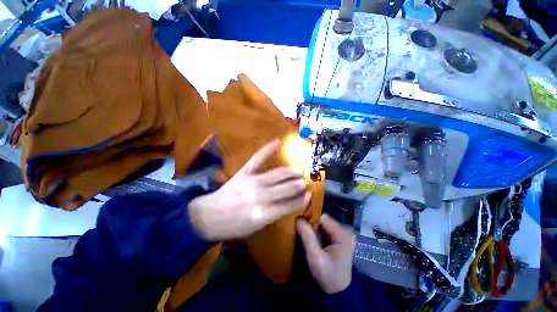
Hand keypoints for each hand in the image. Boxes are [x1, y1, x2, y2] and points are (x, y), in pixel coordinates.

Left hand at [189, 139, 311, 240]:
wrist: (208, 216)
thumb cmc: (233, 226)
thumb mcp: (255, 229)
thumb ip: (274, 215)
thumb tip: (290, 204)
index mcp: (264, 215)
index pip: (290, 205)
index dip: (302, 199)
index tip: (310, 194)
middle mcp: (261, 196)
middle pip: (287, 188)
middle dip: (299, 185)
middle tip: (307, 182)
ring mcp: (252, 181)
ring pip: (279, 174)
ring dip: (292, 172)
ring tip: (299, 171)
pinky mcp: (244, 172)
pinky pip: (259, 158)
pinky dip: (268, 149)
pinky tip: (278, 141)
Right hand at [297, 215, 354, 293]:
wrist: (337, 292)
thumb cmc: (328, 276)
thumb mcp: (316, 258)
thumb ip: (307, 237)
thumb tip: (298, 218)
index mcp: (342, 234)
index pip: (323, 218)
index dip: (310, 218)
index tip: (298, 221)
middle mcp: (343, 231)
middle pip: (322, 219)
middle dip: (310, 222)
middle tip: (299, 227)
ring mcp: (339, 234)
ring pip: (321, 224)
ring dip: (311, 226)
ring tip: (302, 231)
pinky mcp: (335, 238)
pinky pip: (322, 229)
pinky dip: (314, 231)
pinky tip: (308, 235)